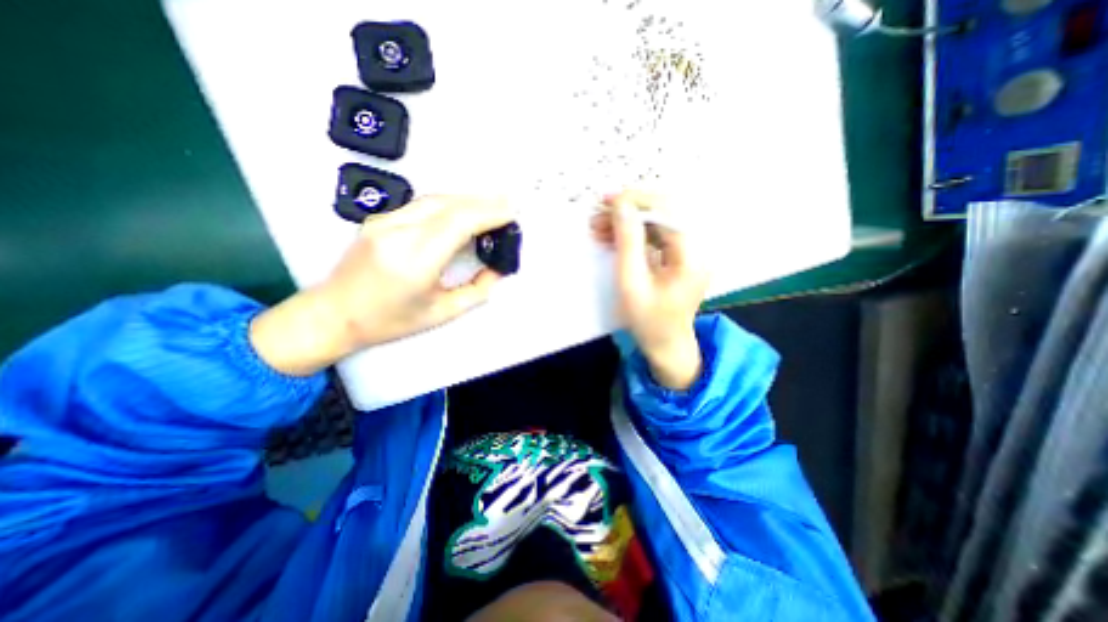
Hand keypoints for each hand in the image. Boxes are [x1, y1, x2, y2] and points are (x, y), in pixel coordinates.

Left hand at [252, 197, 515, 375]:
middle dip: (484, 202)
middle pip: (449, 204)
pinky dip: (450, 204)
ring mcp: (384, 221)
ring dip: (468, 200)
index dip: (489, 213)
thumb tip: (498, 270)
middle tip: (509, 205)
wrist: (333, 314)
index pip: (459, 222)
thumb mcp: (441, 313)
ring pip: (435, 199)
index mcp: (414, 260)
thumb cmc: (389, 321)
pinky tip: (463, 210)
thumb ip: (476, 291)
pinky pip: (422, 204)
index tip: (512, 213)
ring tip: (492, 206)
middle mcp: (398, 233)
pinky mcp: (378, 218)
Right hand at [592, 190, 704, 387]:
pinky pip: (655, 236)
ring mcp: (688, 251)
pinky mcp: (678, 256)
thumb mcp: (632, 283)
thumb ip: (627, 242)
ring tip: (599, 226)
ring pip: (657, 222)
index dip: (637, 201)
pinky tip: (612, 237)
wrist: (666, 344)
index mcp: (691, 255)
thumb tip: (621, 206)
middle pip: (663, 212)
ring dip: (628, 222)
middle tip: (599, 213)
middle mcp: (695, 247)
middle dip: (629, 210)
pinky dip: (633, 234)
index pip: (667, 211)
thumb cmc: (648, 320)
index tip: (607, 200)